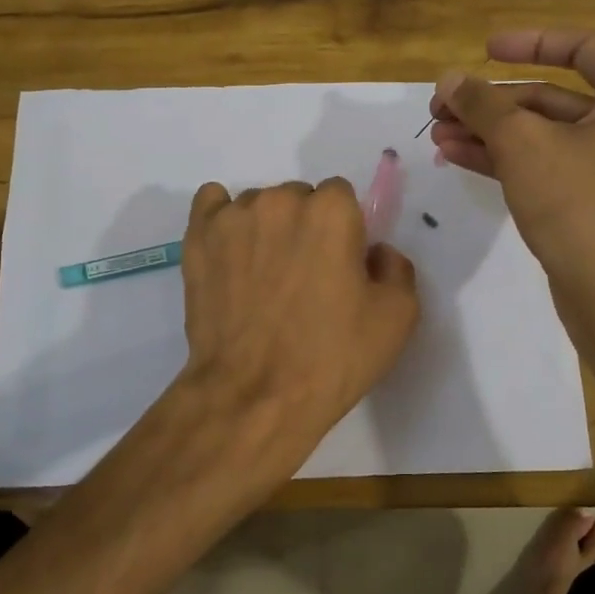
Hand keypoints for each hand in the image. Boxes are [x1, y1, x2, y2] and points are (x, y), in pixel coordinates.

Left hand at [178, 178, 419, 466]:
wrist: (254, 396)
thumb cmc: (331, 358)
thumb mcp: (397, 318)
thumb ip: (396, 268)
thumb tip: (375, 252)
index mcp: (331, 210)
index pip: (341, 197)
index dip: (345, 232)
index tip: (340, 267)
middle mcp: (280, 200)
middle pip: (299, 198)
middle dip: (305, 228)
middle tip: (304, 278)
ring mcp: (232, 217)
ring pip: (259, 206)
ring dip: (266, 229)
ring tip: (264, 278)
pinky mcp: (197, 238)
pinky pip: (212, 204)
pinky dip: (224, 221)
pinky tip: (231, 253)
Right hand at [429, 29, 594, 302]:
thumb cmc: (578, 203)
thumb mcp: (523, 145)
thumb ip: (483, 105)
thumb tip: (448, 79)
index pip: (582, 48)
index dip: (530, 43)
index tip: (485, 50)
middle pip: (549, 96)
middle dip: (491, 102)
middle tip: (441, 106)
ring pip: (540, 134)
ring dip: (488, 131)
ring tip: (437, 133)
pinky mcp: (587, 198)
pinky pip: (541, 164)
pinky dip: (502, 158)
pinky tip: (456, 155)